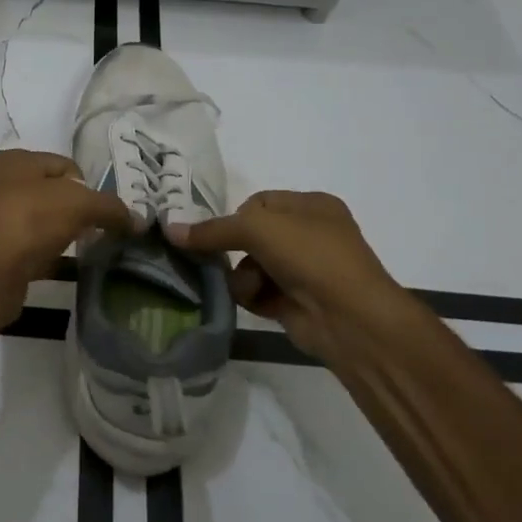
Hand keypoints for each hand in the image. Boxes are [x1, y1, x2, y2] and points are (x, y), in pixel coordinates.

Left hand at [0, 149, 133, 335]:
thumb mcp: (77, 205)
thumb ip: (110, 208)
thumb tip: (138, 220)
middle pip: (54, 194)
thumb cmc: (27, 223)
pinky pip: (32, 248)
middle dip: (78, 212)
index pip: (66, 166)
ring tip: (86, 251)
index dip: (89, 188)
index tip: (104, 214)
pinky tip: (67, 268)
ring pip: (43, 222)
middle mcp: (0, 184)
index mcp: (14, 161)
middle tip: (98, 233)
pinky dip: (50, 256)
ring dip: (64, 235)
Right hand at [165, 191, 413, 362]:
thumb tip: (171, 231)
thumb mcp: (258, 229)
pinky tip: (258, 304)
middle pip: (252, 236)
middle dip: (236, 250)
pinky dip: (253, 297)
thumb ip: (213, 230)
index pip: (260, 202)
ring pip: (252, 266)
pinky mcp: (296, 302)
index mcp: (312, 205)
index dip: (238, 217)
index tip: (222, 232)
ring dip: (244, 278)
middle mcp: (310, 235)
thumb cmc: (310, 256)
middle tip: (219, 259)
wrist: (350, 319)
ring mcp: (305, 270)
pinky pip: (259, 292)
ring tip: (252, 289)